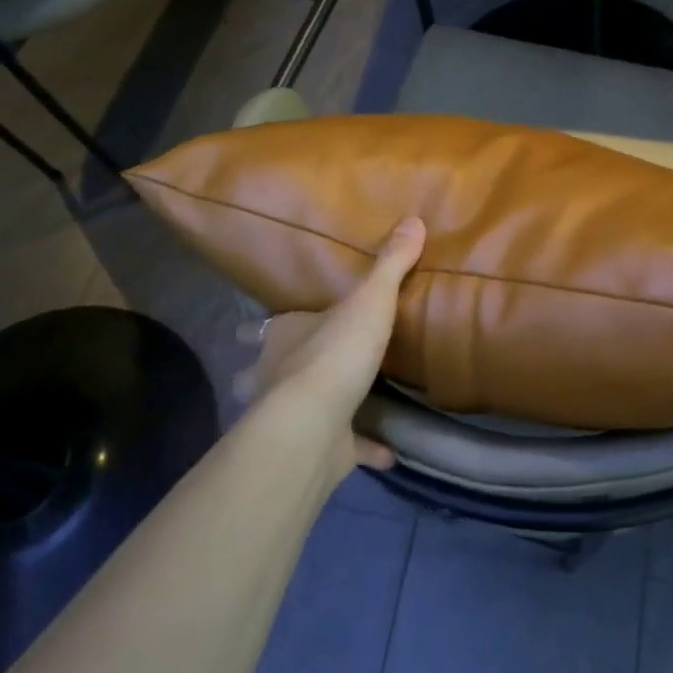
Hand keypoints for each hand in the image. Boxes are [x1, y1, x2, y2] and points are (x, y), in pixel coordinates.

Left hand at [232, 219, 425, 475]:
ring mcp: (294, 418)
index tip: (258, 329)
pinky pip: (346, 450)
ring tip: (332, 411)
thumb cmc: (335, 352)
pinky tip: (389, 453)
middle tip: (290, 372)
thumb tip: (413, 219)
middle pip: (261, 374)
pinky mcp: (319, 450)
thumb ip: (390, 264)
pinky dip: (366, 450)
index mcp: (285, 337)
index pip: (266, 328)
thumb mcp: (370, 300)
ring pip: (293, 415)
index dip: (261, 329)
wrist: (314, 425)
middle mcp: (278, 376)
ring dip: (313, 413)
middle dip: (267, 374)